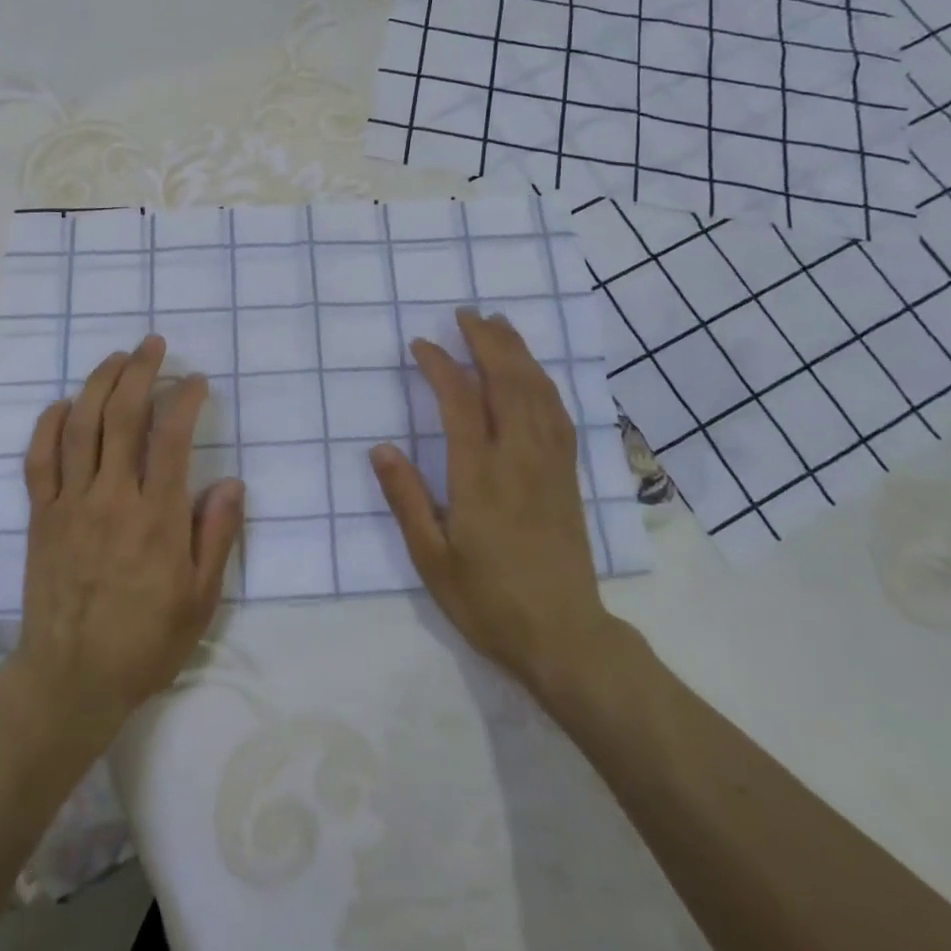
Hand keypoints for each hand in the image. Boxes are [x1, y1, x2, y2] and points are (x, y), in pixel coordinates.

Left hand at [13, 335, 244, 739]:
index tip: (195, 381)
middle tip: (152, 345)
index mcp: (157, 517)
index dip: (184, 400)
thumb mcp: (200, 598)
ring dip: (98, 384)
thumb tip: (232, 482)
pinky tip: (64, 404)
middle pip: (122, 417)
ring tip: (116, 358)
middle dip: (139, 372)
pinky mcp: (40, 517)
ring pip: (80, 427)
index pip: (172, 438)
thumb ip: (217, 536)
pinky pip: (38, 460)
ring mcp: (70, 504)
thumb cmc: (146, 641)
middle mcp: (111, 498)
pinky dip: (49, 425)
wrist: (72, 680)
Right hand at [369, 309, 612, 704]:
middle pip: (507, 382)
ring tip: (500, 325)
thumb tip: (380, 447)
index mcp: (480, 475)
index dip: (440, 365)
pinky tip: (535, 374)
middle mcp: (519, 458)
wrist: (564, 636)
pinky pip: (559, 415)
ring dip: (519, 352)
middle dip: (487, 341)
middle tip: (467, 314)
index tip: (421, 344)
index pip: (460, 401)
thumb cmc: (488, 601)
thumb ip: (406, 499)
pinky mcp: (569, 476)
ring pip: (537, 392)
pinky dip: (544, 383)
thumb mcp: (432, 560)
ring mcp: (550, 464)